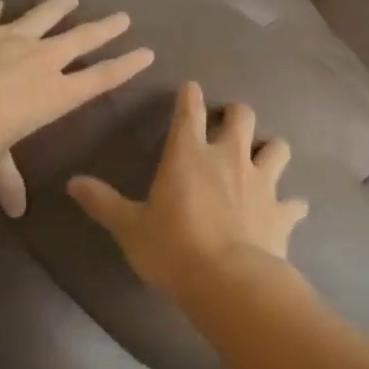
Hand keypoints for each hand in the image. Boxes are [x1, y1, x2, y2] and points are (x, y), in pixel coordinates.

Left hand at [0, 0, 153, 217]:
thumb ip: (8, 180)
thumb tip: (16, 212)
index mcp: (56, 94)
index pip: (102, 77)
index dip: (127, 65)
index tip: (147, 52)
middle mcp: (42, 60)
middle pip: (83, 38)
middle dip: (106, 27)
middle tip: (123, 17)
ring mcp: (11, 36)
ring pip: (44, 15)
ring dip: (59, 6)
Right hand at [68, 82, 308, 296]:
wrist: (227, 280)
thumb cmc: (172, 248)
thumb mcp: (129, 227)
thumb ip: (104, 202)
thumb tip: (73, 182)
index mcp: (189, 155)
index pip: (189, 112)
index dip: (189, 97)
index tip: (191, 88)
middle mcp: (230, 158)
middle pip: (242, 116)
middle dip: (236, 114)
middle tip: (229, 122)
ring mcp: (262, 182)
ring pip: (278, 148)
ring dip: (271, 149)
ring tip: (264, 158)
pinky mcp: (282, 211)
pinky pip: (295, 202)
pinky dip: (292, 204)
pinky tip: (290, 210)